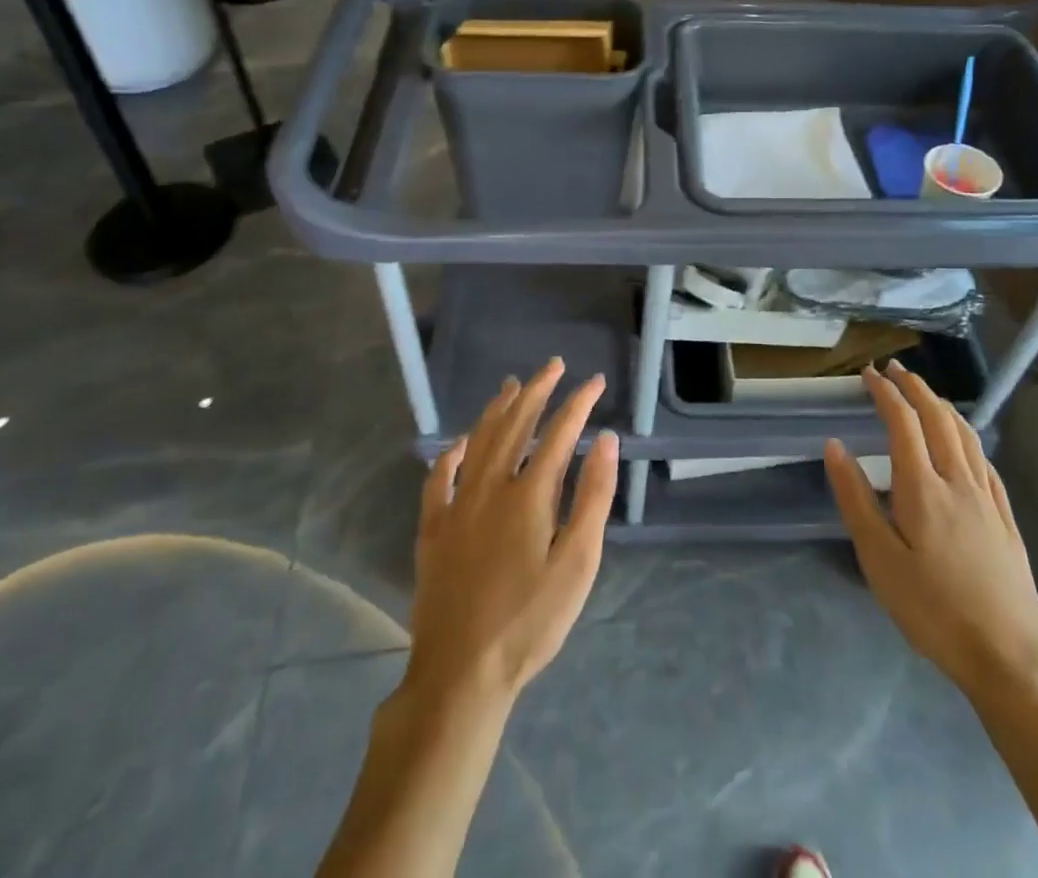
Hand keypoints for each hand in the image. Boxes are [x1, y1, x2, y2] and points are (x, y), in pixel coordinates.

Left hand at [405, 358, 619, 711]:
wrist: (462, 673)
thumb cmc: (530, 621)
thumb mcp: (577, 563)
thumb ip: (592, 497)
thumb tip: (605, 440)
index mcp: (529, 494)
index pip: (559, 433)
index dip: (578, 403)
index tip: (595, 382)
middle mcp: (490, 486)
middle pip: (516, 424)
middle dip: (538, 390)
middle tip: (554, 365)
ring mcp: (456, 505)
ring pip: (478, 441)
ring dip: (497, 409)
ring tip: (512, 385)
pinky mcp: (433, 529)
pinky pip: (439, 478)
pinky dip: (451, 453)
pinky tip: (459, 442)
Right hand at [824, 361, 1037, 697]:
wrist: (1008, 658)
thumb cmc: (932, 610)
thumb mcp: (879, 560)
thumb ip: (856, 498)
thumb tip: (835, 446)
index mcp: (923, 488)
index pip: (903, 422)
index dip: (885, 393)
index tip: (868, 374)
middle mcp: (958, 482)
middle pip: (938, 419)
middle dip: (915, 388)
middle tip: (894, 370)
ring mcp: (988, 499)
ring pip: (966, 436)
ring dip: (942, 406)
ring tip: (925, 394)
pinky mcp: (1006, 520)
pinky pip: (986, 462)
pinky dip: (969, 437)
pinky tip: (965, 443)